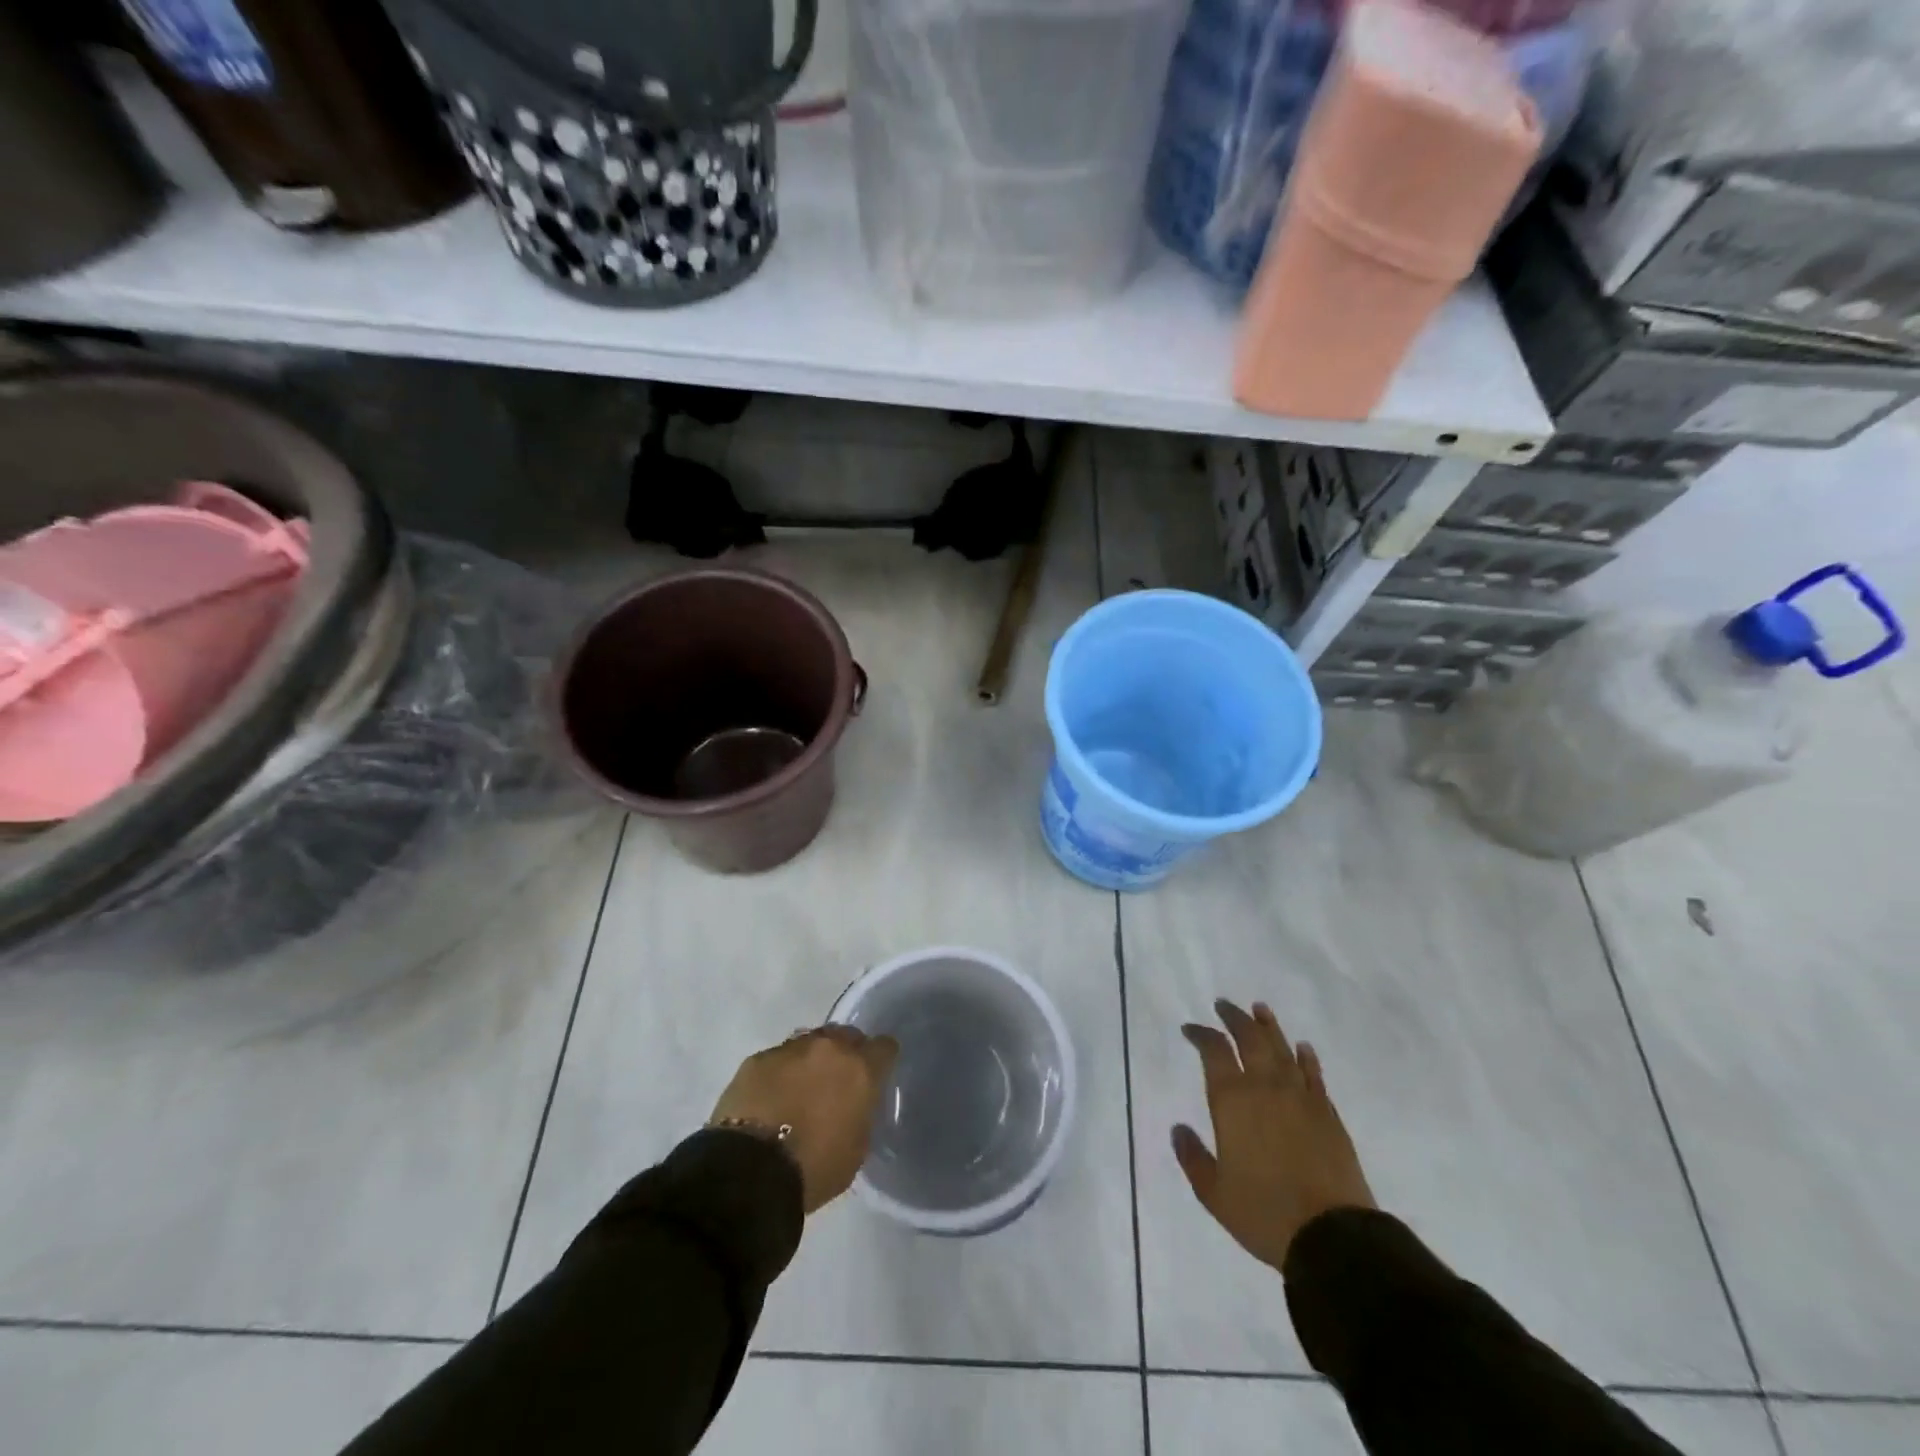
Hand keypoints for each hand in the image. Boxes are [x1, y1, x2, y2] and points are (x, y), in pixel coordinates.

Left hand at [710, 1025, 898, 1213]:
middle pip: (846, 1036)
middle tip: (836, 1082)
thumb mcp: (856, 1149)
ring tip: (799, 1090)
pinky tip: (770, 1099)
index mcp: (860, 1069)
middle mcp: (829, 1048)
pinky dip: (778, 1074)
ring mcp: (790, 1049)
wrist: (750, 1171)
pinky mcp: (756, 1059)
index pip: (884, 1047)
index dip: (881, 1060)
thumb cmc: (814, 1168)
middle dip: (845, 1054)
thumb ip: (860, 1114)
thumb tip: (853, 1105)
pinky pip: (776, 1059)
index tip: (875, 1076)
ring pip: (809, 1043)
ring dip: (810, 1062)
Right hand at [1172, 999, 1374, 1270]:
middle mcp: (1265, 1087)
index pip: (1214, 1051)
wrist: (1332, 1237)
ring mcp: (1300, 1097)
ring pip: (1282, 1049)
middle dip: (1234, 1019)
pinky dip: (1305, 1057)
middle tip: (1224, 1005)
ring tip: (1260, 1009)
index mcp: (1232, 1100)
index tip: (1191, 1030)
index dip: (1201, 1035)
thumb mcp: (1214, 1193)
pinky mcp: (1327, 1113)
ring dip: (1268, 1027)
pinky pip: (1313, 1074)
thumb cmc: (1264, 1213)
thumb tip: (1178, 1129)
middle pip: (1250, 1039)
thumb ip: (1192, 1157)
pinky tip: (1302, 1047)